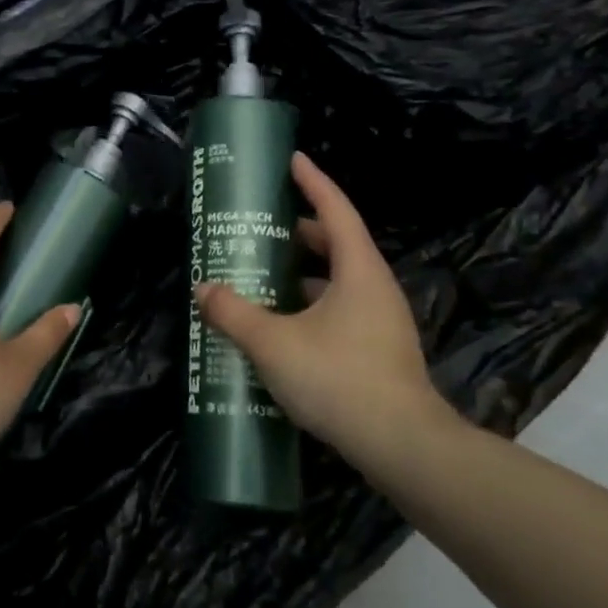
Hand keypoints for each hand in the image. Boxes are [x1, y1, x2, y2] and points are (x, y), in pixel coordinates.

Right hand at [195, 152, 455, 474]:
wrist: (404, 447)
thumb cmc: (340, 379)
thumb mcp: (274, 343)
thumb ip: (235, 314)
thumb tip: (203, 290)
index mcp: (358, 271)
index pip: (335, 210)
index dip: (313, 182)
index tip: (293, 159)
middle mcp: (375, 288)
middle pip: (338, 244)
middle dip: (301, 231)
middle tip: (264, 226)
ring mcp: (382, 322)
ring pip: (339, 282)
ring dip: (304, 274)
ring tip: (265, 275)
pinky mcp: (379, 352)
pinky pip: (341, 312)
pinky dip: (311, 307)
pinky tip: (283, 327)